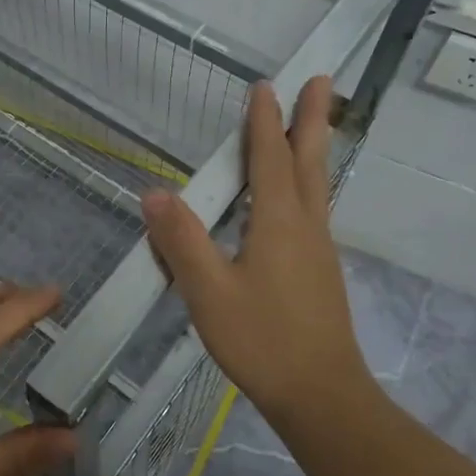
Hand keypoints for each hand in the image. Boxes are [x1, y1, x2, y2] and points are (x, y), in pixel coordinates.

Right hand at [141, 77, 369, 422]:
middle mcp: (305, 226)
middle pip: (308, 161)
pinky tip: (293, 199)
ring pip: (316, 185)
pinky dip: (306, 183)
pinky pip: (312, 210)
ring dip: (312, 148)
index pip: (269, 158)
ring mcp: (318, 249)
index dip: (263, 121)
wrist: (321, 395)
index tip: (263, 86)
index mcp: (278, 222)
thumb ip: (182, 241)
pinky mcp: (320, 271)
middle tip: (320, 80)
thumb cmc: (262, 340)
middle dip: (311, 118)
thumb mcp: (209, 292)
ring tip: (310, 125)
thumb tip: (155, 193)